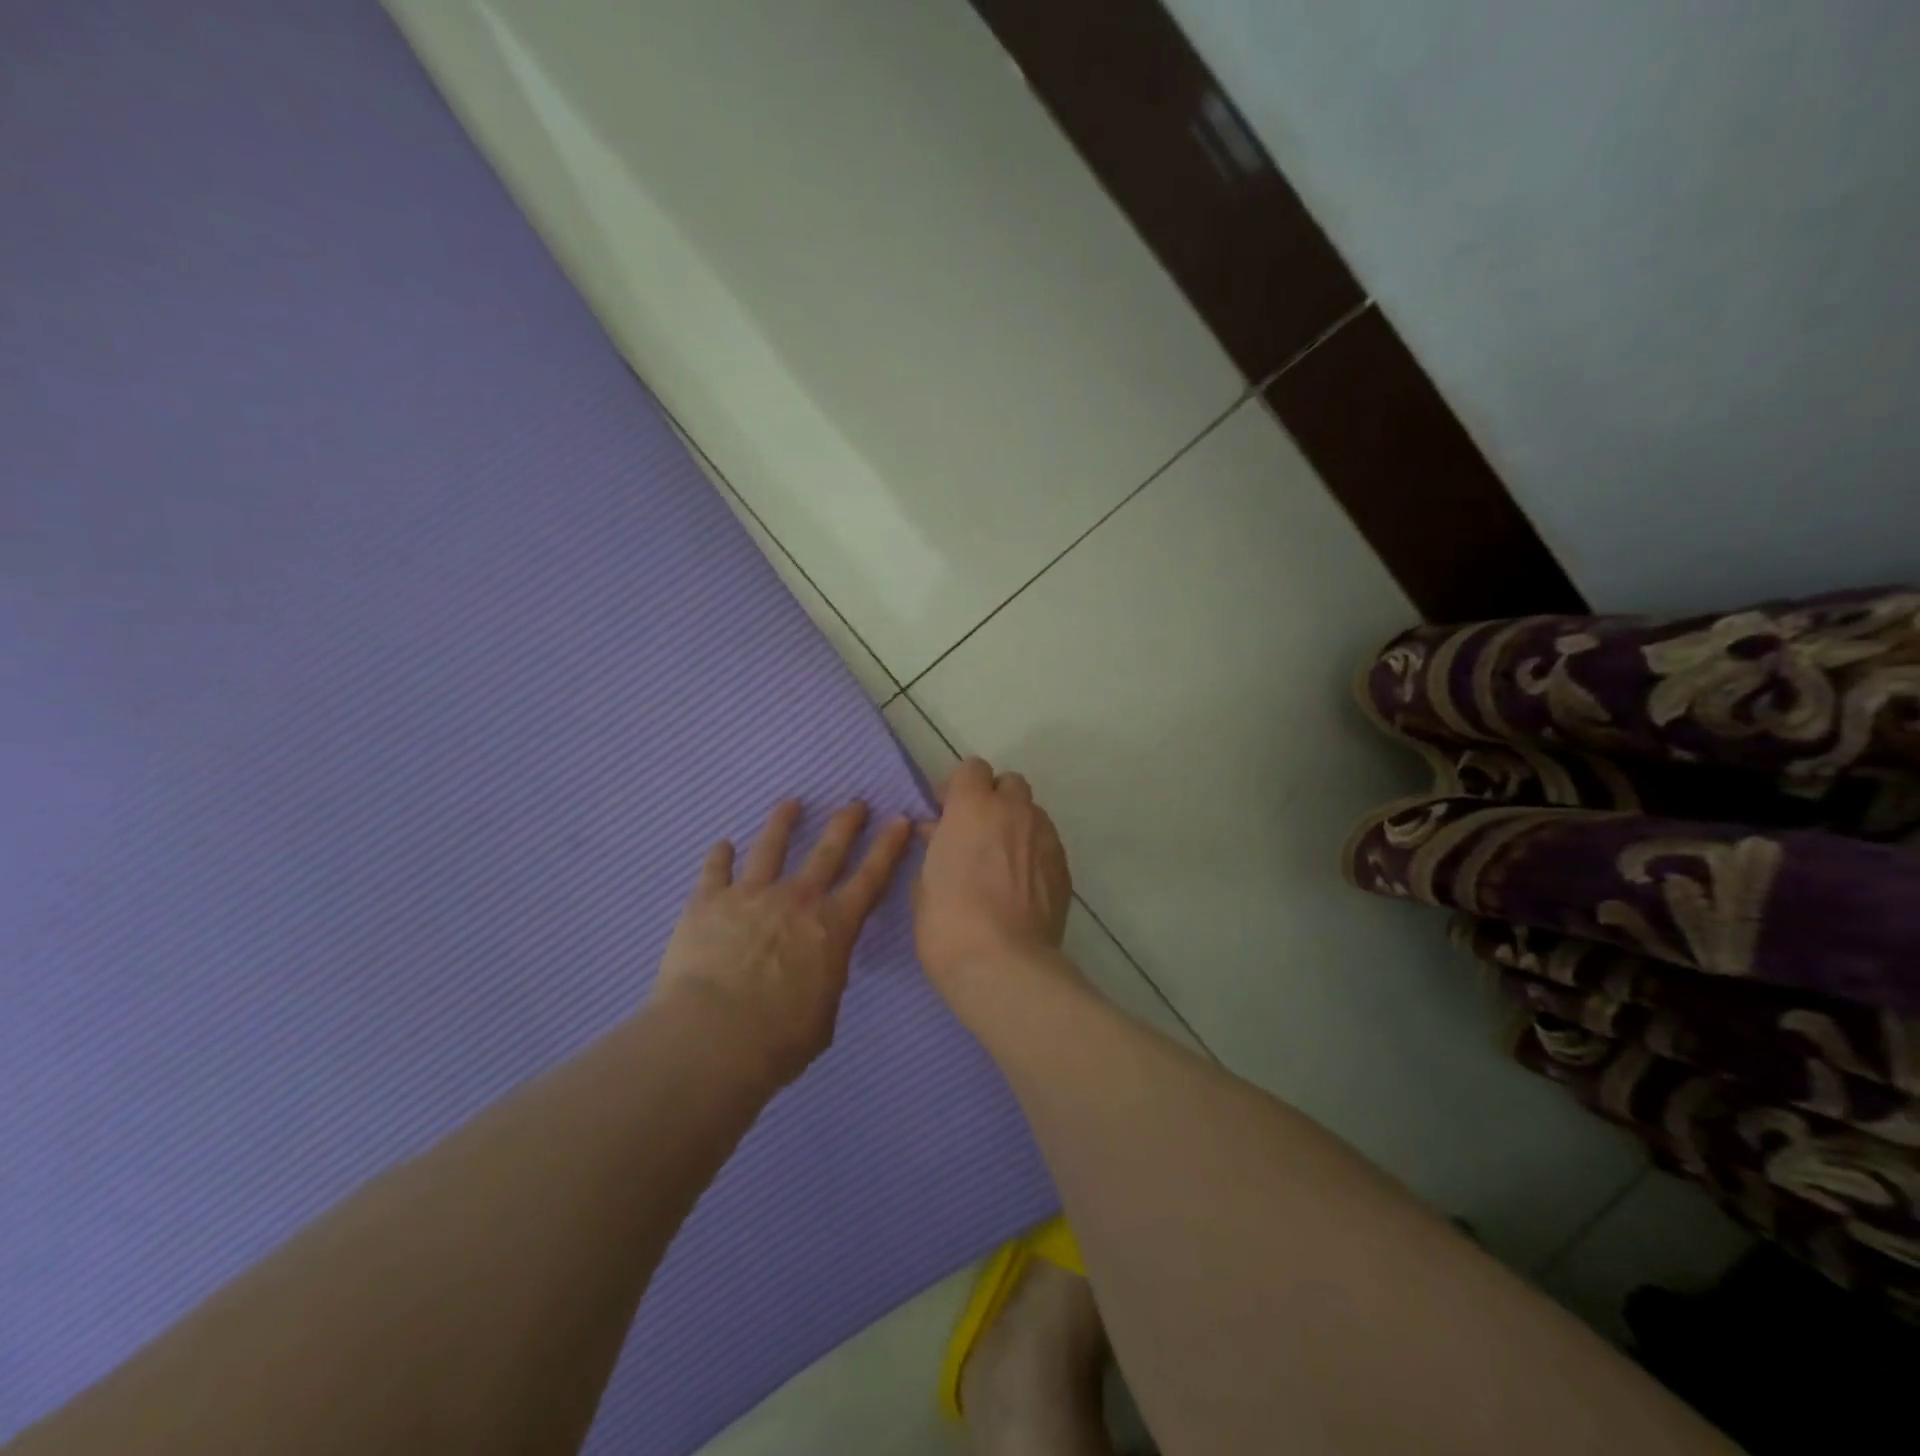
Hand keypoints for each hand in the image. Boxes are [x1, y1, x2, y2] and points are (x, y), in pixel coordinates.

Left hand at [655, 799, 913, 1087]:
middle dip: (846, 823)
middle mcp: (796, 899)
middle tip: (855, 802)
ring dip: (783, 822)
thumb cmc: (778, 1040)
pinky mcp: (708, 902)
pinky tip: (722, 845)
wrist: (712, 1038)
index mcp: (833, 927)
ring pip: (770, 846)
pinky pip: (715, 870)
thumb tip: (817, 973)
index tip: (899, 820)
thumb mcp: (823, 1016)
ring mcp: (751, 895)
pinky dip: (719, 856)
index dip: (889, 847)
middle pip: (827, 850)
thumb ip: (824, 983)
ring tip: (790, 804)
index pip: (871, 877)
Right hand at [913, 757, 1071, 999]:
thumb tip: (939, 832)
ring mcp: (1045, 837)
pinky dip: (1033, 853)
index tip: (946, 814)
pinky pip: (1046, 844)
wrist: (1004, 965)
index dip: (958, 788)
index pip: (972, 769)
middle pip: (1009, 784)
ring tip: (1001, 860)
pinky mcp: (1064, 867)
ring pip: (1032, 813)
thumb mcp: (925, 880)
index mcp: (973, 807)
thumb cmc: (948, 922)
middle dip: (993, 800)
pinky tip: (1021, 884)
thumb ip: (935, 846)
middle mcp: (1014, 811)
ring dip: (1015, 825)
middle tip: (976, 832)